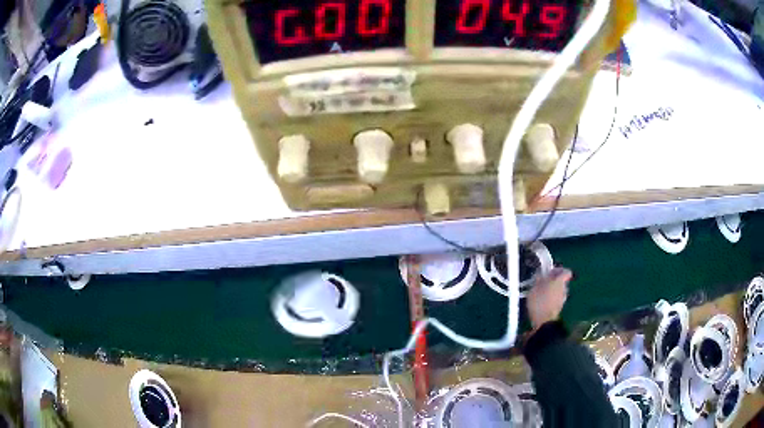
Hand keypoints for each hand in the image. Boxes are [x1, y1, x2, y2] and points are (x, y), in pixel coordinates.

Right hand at [527, 267, 571, 329]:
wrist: (543, 322)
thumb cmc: (539, 301)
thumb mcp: (535, 286)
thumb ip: (539, 278)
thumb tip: (541, 273)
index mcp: (560, 281)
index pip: (566, 271)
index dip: (559, 270)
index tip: (550, 271)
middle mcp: (564, 288)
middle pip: (561, 280)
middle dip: (553, 280)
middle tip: (542, 281)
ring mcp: (562, 299)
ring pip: (559, 290)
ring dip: (551, 289)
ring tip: (540, 292)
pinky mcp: (559, 307)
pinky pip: (556, 298)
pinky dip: (550, 298)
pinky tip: (541, 301)